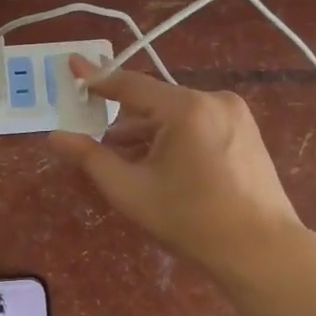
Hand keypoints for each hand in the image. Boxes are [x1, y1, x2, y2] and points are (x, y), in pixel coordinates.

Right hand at [49, 55, 302, 276]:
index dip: (97, 78)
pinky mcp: (246, 131)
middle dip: (123, 118)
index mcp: (186, 108)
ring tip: (122, 157)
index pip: (130, 85)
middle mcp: (213, 99)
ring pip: (176, 114)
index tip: (72, 65)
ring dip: (148, 131)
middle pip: (154, 101)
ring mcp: (234, 114)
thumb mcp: (132, 191)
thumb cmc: (191, 220)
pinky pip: (198, 124)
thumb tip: (54, 136)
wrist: (261, 250)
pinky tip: (159, 163)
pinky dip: (173, 137)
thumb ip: (90, 158)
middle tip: (92, 135)